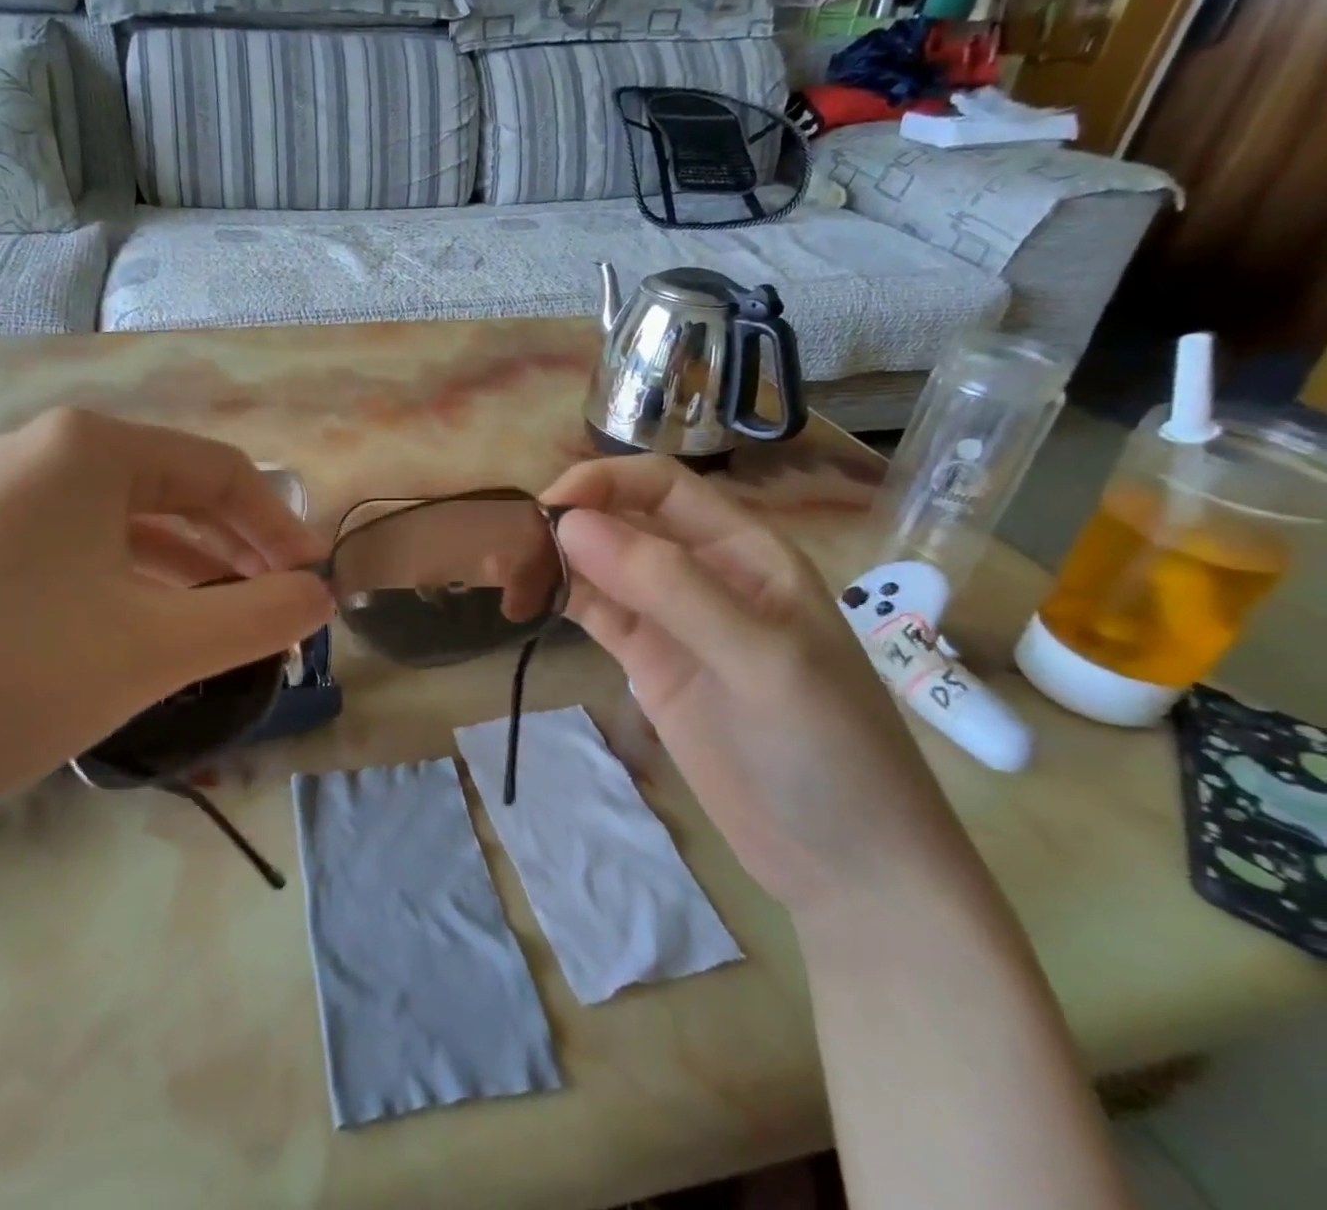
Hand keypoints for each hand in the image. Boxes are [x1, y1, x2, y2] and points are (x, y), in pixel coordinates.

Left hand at [0, 409, 334, 879]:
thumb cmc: (3, 678)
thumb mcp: (154, 649)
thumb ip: (256, 618)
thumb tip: (322, 598)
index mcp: (88, 448)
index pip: (219, 471)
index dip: (279, 528)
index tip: (313, 585)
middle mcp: (34, 455)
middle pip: (169, 494)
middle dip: (233, 554)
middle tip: (273, 613)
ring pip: (116, 529)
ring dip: (180, 576)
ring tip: (216, 632)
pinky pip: (66, 556)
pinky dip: (119, 590)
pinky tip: (132, 638)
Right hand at [540, 457, 983, 914]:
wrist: (849, 866)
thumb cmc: (826, 750)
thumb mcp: (757, 659)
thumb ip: (667, 586)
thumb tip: (570, 523)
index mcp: (745, 551)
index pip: (661, 488)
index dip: (602, 484)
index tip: (544, 510)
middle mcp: (705, 573)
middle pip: (622, 522)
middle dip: (565, 524)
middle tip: (504, 552)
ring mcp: (673, 620)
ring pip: (601, 568)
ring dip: (553, 563)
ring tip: (501, 576)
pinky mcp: (649, 662)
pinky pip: (596, 613)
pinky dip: (559, 601)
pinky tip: (524, 603)